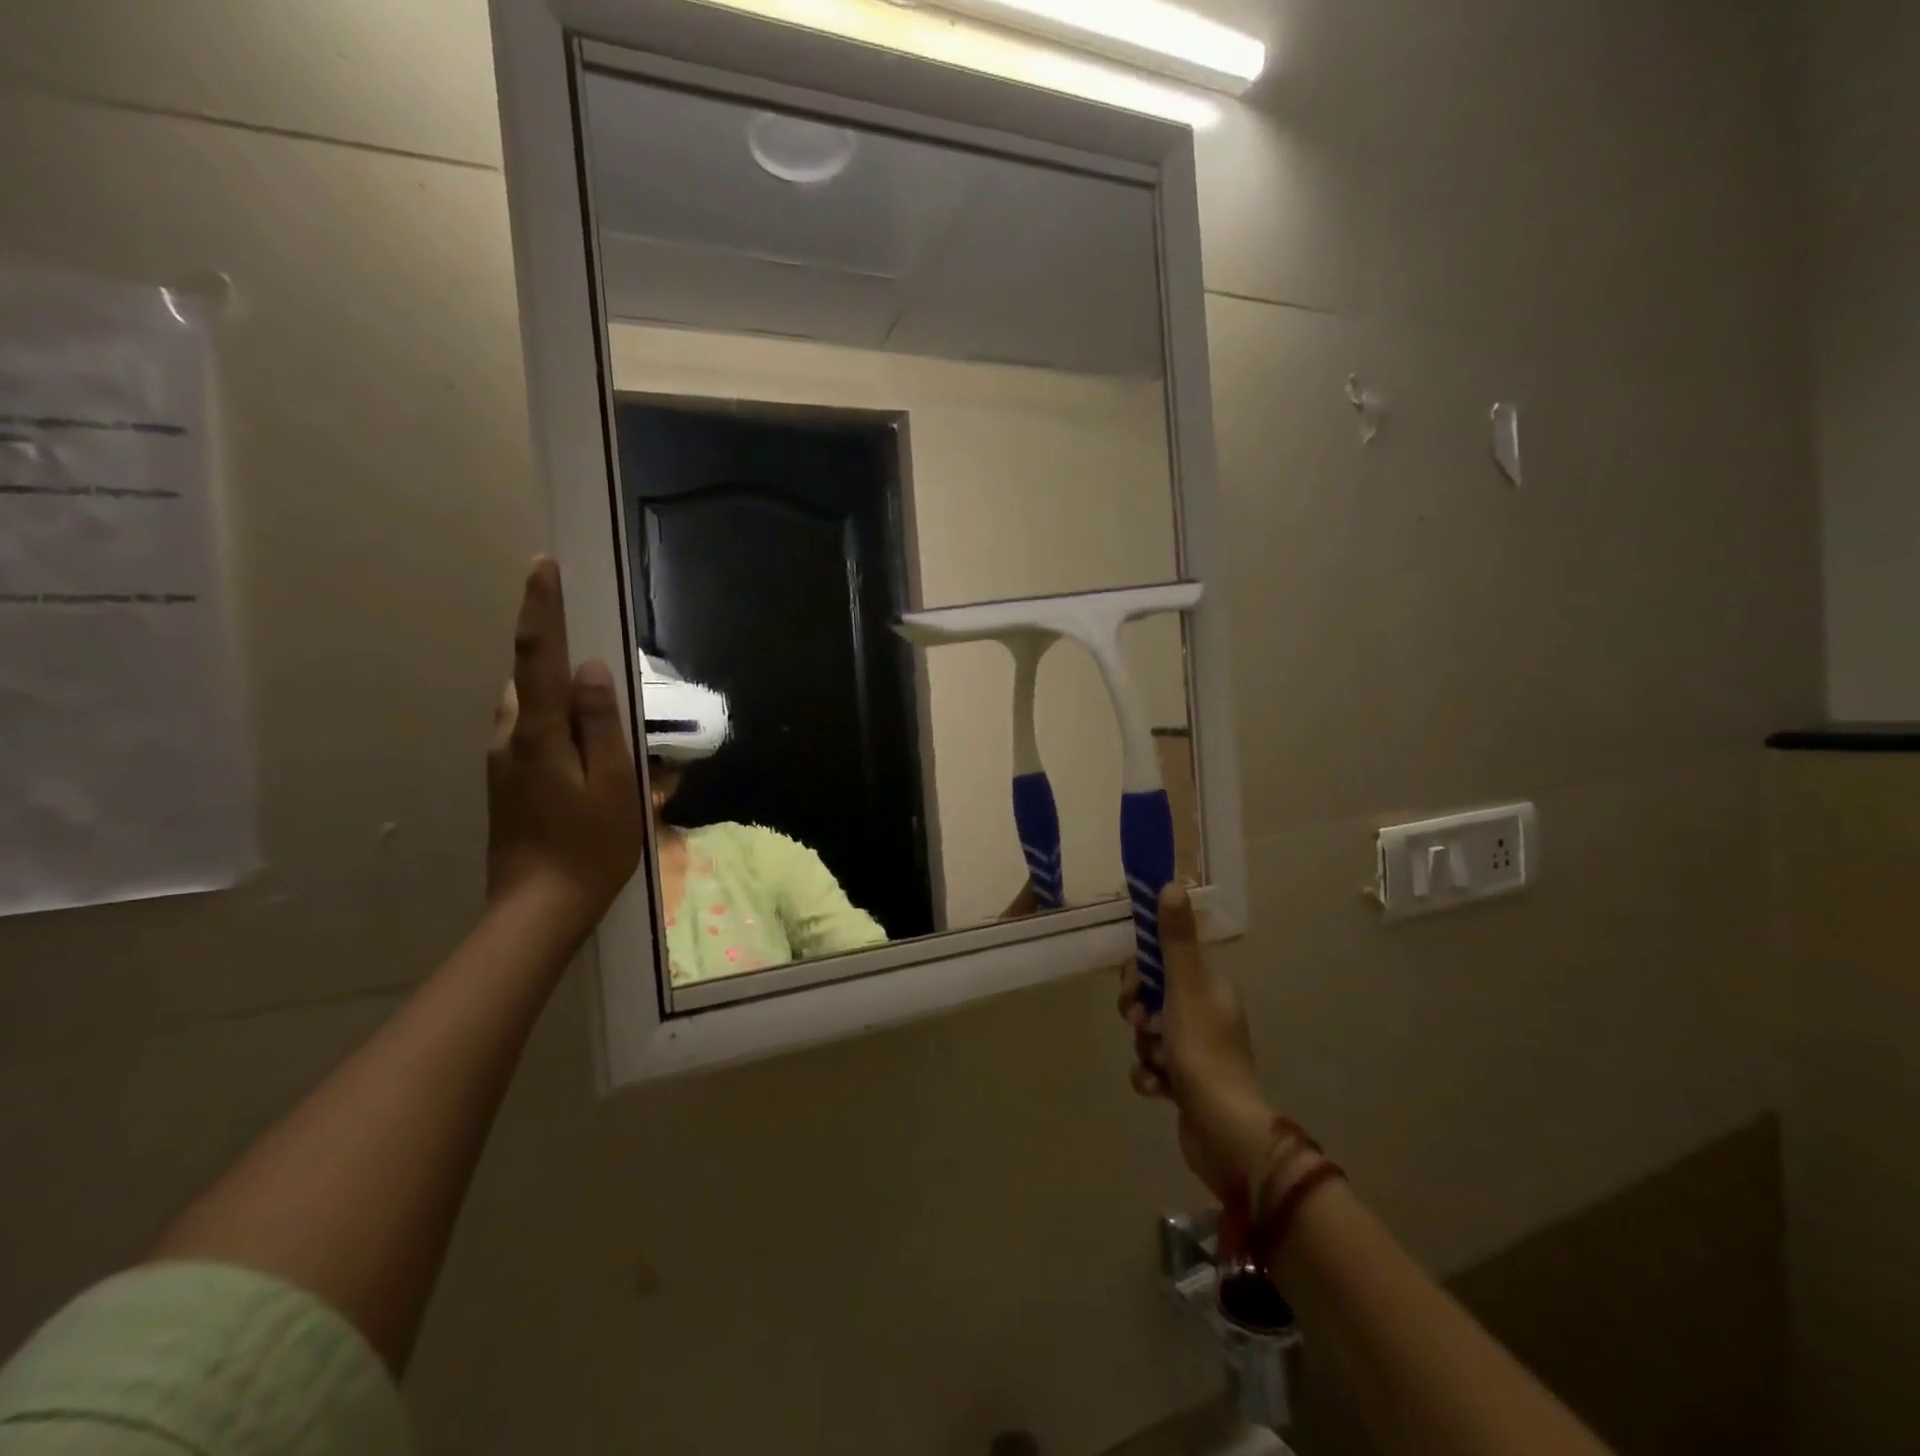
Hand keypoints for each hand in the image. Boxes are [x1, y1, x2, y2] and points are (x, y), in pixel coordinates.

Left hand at [486, 557, 643, 941]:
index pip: (537, 657)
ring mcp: (502, 763)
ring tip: (601, 738)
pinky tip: (585, 764)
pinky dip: (555, 730)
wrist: (538, 909)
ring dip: (559, 704)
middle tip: (605, 693)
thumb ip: (602, 724)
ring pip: (528, 710)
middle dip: (558, 667)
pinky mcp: (506, 783)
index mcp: (537, 734)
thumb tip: (591, 670)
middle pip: (529, 681)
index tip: (541, 566)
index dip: (541, 610)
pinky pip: (529, 736)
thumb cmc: (591, 847)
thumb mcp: (615, 784)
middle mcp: (509, 738)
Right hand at [1120, 886, 1275, 1201]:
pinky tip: (1157, 1088)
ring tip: (1155, 1062)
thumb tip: (1172, 884)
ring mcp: (1196, 1051)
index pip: (1165, 959)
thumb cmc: (1203, 1051)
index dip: (1142, 968)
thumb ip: (1175, 939)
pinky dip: (1149, 1075)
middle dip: (1138, 1009)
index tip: (1134, 982)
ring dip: (1144, 1046)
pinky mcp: (1185, 1083)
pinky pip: (1151, 1066)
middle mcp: (1204, 1014)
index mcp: (1209, 988)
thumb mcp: (1185, 988)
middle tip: (1140, 1021)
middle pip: (1152, 996)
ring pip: (1148, 1032)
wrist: (1224, 1132)